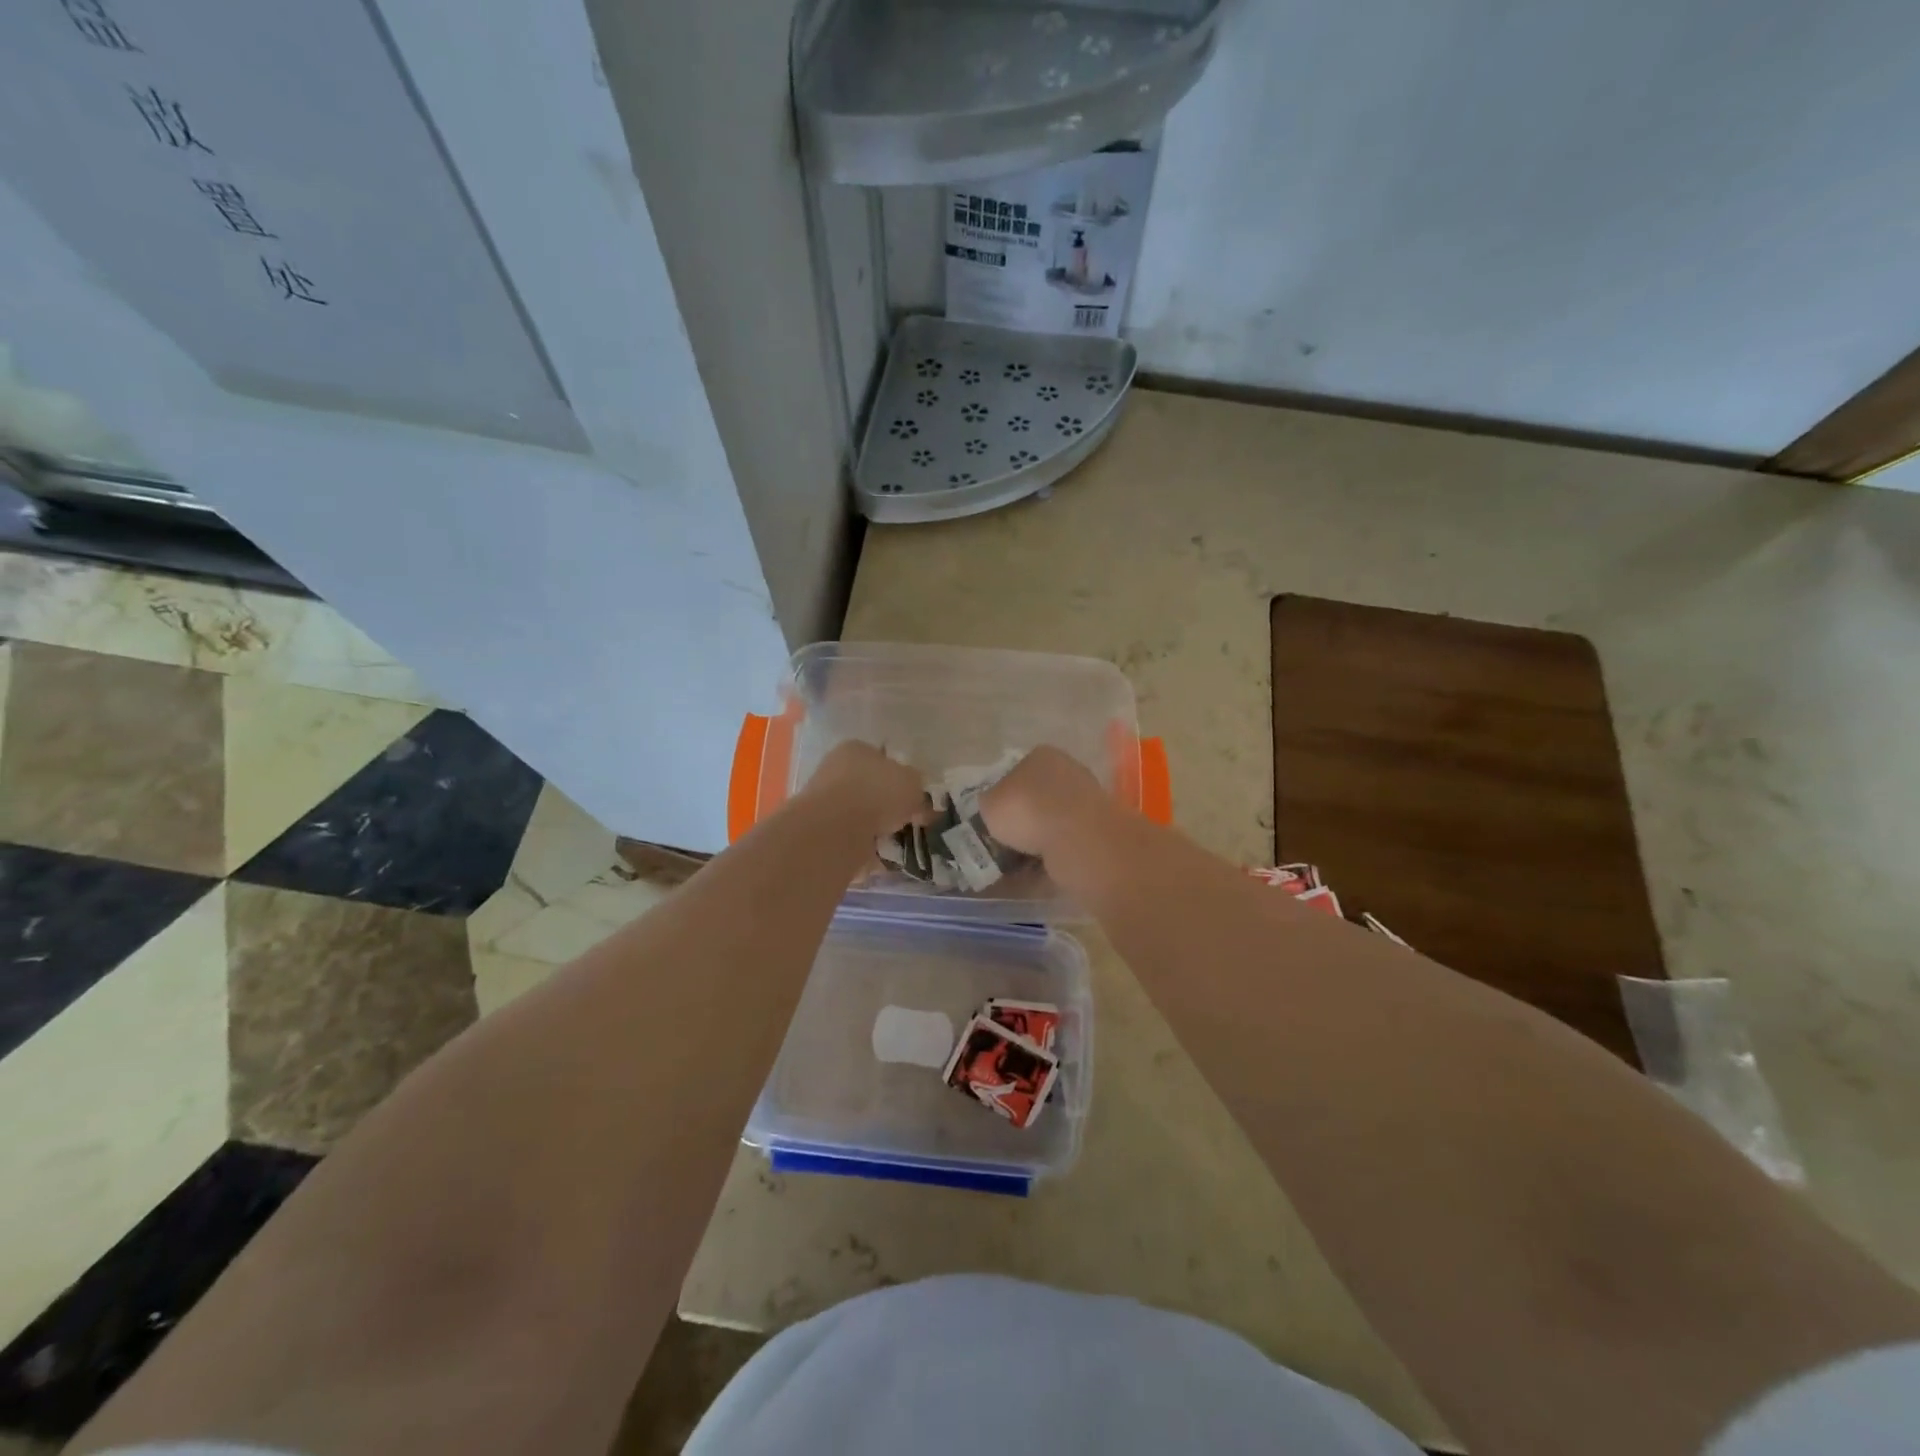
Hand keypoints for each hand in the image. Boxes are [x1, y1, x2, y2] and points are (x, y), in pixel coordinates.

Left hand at [799, 741, 927, 838]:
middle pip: (870, 787)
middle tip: (909, 821)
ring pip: (860, 814)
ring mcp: (825, 801)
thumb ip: (917, 788)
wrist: (836, 829)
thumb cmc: (878, 793)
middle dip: (888, 805)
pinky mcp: (821, 830)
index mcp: (856, 749)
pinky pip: (852, 837)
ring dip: (877, 827)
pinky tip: (880, 855)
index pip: (882, 759)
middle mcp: (836, 769)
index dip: (901, 778)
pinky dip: (866, 846)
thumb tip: (917, 799)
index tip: (914, 798)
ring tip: (897, 841)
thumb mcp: (913, 783)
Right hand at [980, 746, 1113, 859]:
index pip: (1017, 771)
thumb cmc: (1026, 809)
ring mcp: (1087, 801)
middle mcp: (1068, 771)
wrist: (1074, 838)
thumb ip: (989, 803)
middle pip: (1037, 797)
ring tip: (1015, 863)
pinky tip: (1034, 872)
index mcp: (1041, 756)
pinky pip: (1065, 844)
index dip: (1003, 795)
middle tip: (1003, 841)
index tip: (993, 817)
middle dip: (1022, 820)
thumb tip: (994, 808)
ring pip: (1052, 822)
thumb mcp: (989, 804)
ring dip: (1036, 841)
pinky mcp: (1097, 830)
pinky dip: (1050, 857)